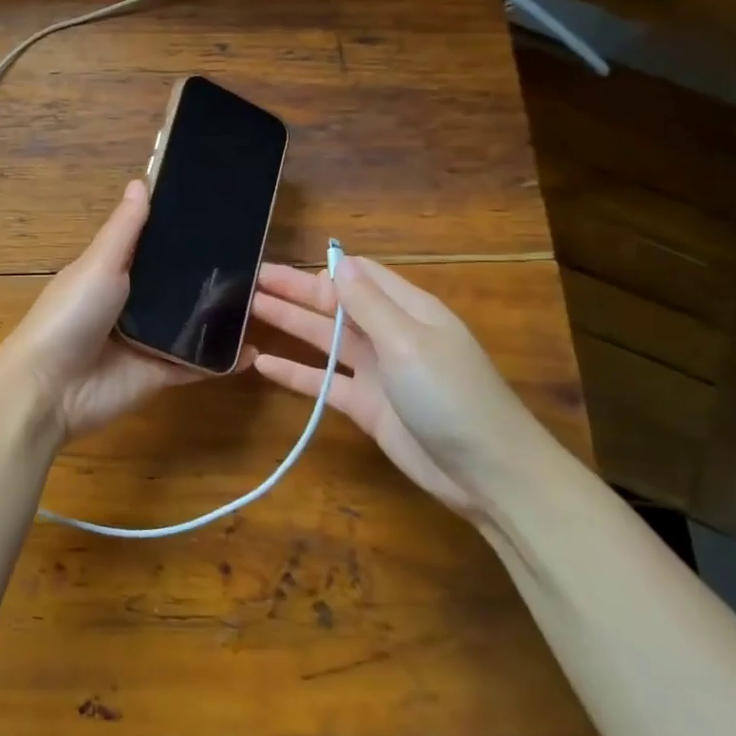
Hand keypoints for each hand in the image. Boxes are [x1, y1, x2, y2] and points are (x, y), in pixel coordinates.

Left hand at [0, 180, 244, 440]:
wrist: (52, 389)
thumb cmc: (71, 315)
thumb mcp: (98, 264)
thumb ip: (125, 229)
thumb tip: (141, 181)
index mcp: (113, 272)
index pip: (153, 246)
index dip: (180, 231)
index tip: (221, 211)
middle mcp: (133, 303)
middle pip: (177, 284)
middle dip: (208, 274)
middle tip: (257, 256)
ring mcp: (148, 340)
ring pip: (191, 323)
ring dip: (219, 315)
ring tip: (264, 297)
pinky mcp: (161, 374)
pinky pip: (197, 364)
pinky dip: (222, 359)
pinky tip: (252, 349)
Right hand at [249, 257, 543, 516]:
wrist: (487, 474)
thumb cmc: (452, 395)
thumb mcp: (408, 341)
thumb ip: (368, 303)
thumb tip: (337, 261)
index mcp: (408, 310)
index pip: (360, 275)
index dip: (323, 268)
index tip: (285, 262)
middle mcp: (389, 334)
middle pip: (335, 304)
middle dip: (295, 291)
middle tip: (250, 278)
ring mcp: (377, 372)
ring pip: (324, 339)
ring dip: (289, 323)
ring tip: (248, 309)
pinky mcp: (365, 406)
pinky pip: (322, 381)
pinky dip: (294, 372)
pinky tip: (262, 363)